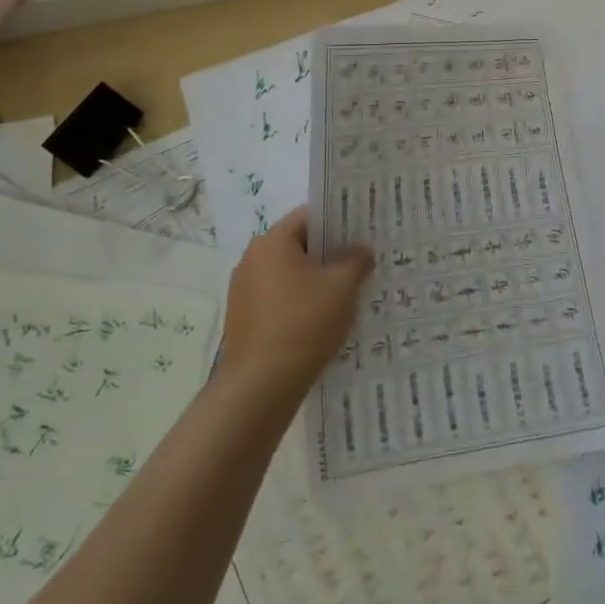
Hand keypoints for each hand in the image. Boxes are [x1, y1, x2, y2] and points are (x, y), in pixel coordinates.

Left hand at [222, 207, 372, 400]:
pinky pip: (277, 299)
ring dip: (313, 281)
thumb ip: (356, 260)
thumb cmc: (303, 324)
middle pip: (297, 245)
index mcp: (272, 241)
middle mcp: (252, 259)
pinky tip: (320, 322)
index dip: (338, 222)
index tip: (362, 233)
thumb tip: (361, 249)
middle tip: (359, 264)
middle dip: (328, 254)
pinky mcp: (242, 319)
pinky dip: (297, 303)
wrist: (260, 386)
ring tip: (344, 296)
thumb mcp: (342, 287)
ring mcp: (243, 290)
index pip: (309, 216)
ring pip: (287, 274)